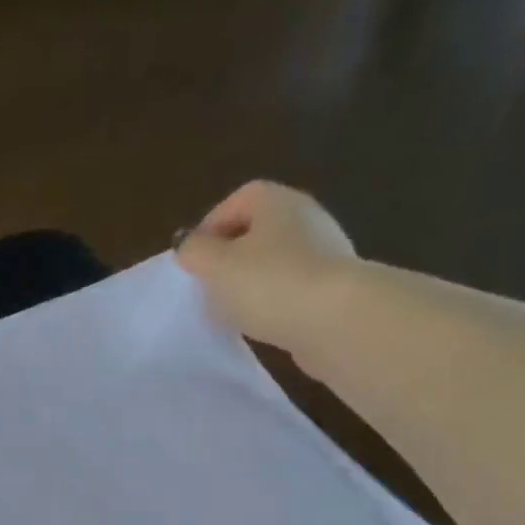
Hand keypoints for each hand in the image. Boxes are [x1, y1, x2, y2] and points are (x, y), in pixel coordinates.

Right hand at [174, 181, 358, 361]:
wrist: (336, 321)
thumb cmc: (269, 283)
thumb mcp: (216, 266)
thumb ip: (195, 252)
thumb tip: (188, 246)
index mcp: (277, 201)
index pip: (238, 200)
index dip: (211, 227)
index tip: (194, 261)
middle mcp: (306, 218)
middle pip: (258, 231)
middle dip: (230, 258)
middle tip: (210, 287)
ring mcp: (326, 252)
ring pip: (276, 262)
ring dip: (252, 283)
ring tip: (233, 312)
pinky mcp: (335, 288)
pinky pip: (293, 288)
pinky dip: (275, 302)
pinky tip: (264, 324)